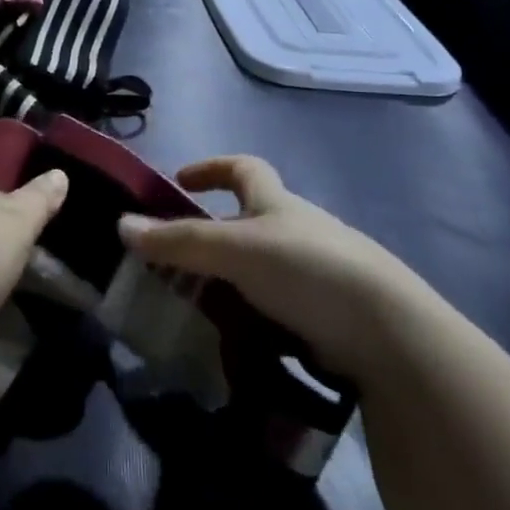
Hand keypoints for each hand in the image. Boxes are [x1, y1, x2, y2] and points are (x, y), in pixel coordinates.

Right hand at [118, 155, 415, 376]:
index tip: (179, 180)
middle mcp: (298, 229)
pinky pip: (279, 308)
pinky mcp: (328, 314)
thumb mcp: (234, 249)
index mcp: (277, 202)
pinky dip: (255, 318)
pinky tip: (236, 342)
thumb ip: (179, 241)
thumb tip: (121, 225)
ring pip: (262, 268)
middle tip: (177, 262)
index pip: (243, 167)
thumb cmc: (306, 268)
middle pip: (250, 220)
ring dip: (231, 282)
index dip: (211, 167)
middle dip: (214, 234)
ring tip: (197, 309)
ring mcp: (317, 273)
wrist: (387, 331)